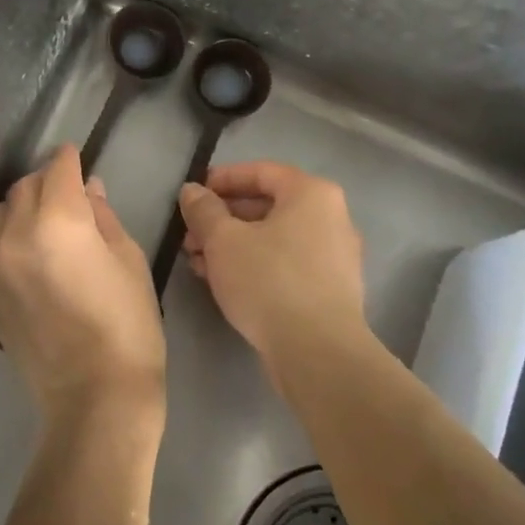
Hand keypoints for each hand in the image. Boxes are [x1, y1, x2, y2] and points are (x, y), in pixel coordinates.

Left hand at [0, 144, 166, 426]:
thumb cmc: (128, 325)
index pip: (58, 169)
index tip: (76, 158)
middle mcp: (17, 233)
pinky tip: (30, 252)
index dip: (69, 159)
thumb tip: (89, 189)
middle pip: (24, 186)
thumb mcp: (129, 260)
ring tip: (43, 221)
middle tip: (68, 193)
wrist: (94, 397)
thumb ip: (103, 217)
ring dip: (20, 205)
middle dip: (46, 181)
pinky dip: (8, 235)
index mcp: (59, 220)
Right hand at [179, 161, 367, 362]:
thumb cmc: (269, 281)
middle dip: (223, 218)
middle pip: (268, 206)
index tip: (193, 193)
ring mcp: (334, 256)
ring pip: (274, 238)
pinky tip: (223, 282)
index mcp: (312, 194)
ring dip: (234, 245)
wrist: (318, 352)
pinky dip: (255, 265)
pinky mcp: (330, 290)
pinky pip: (286, 264)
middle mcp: (331, 218)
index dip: (223, 179)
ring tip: (197, 261)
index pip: (262, 172)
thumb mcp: (223, 240)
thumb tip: (192, 191)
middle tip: (190, 234)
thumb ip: (204, 210)